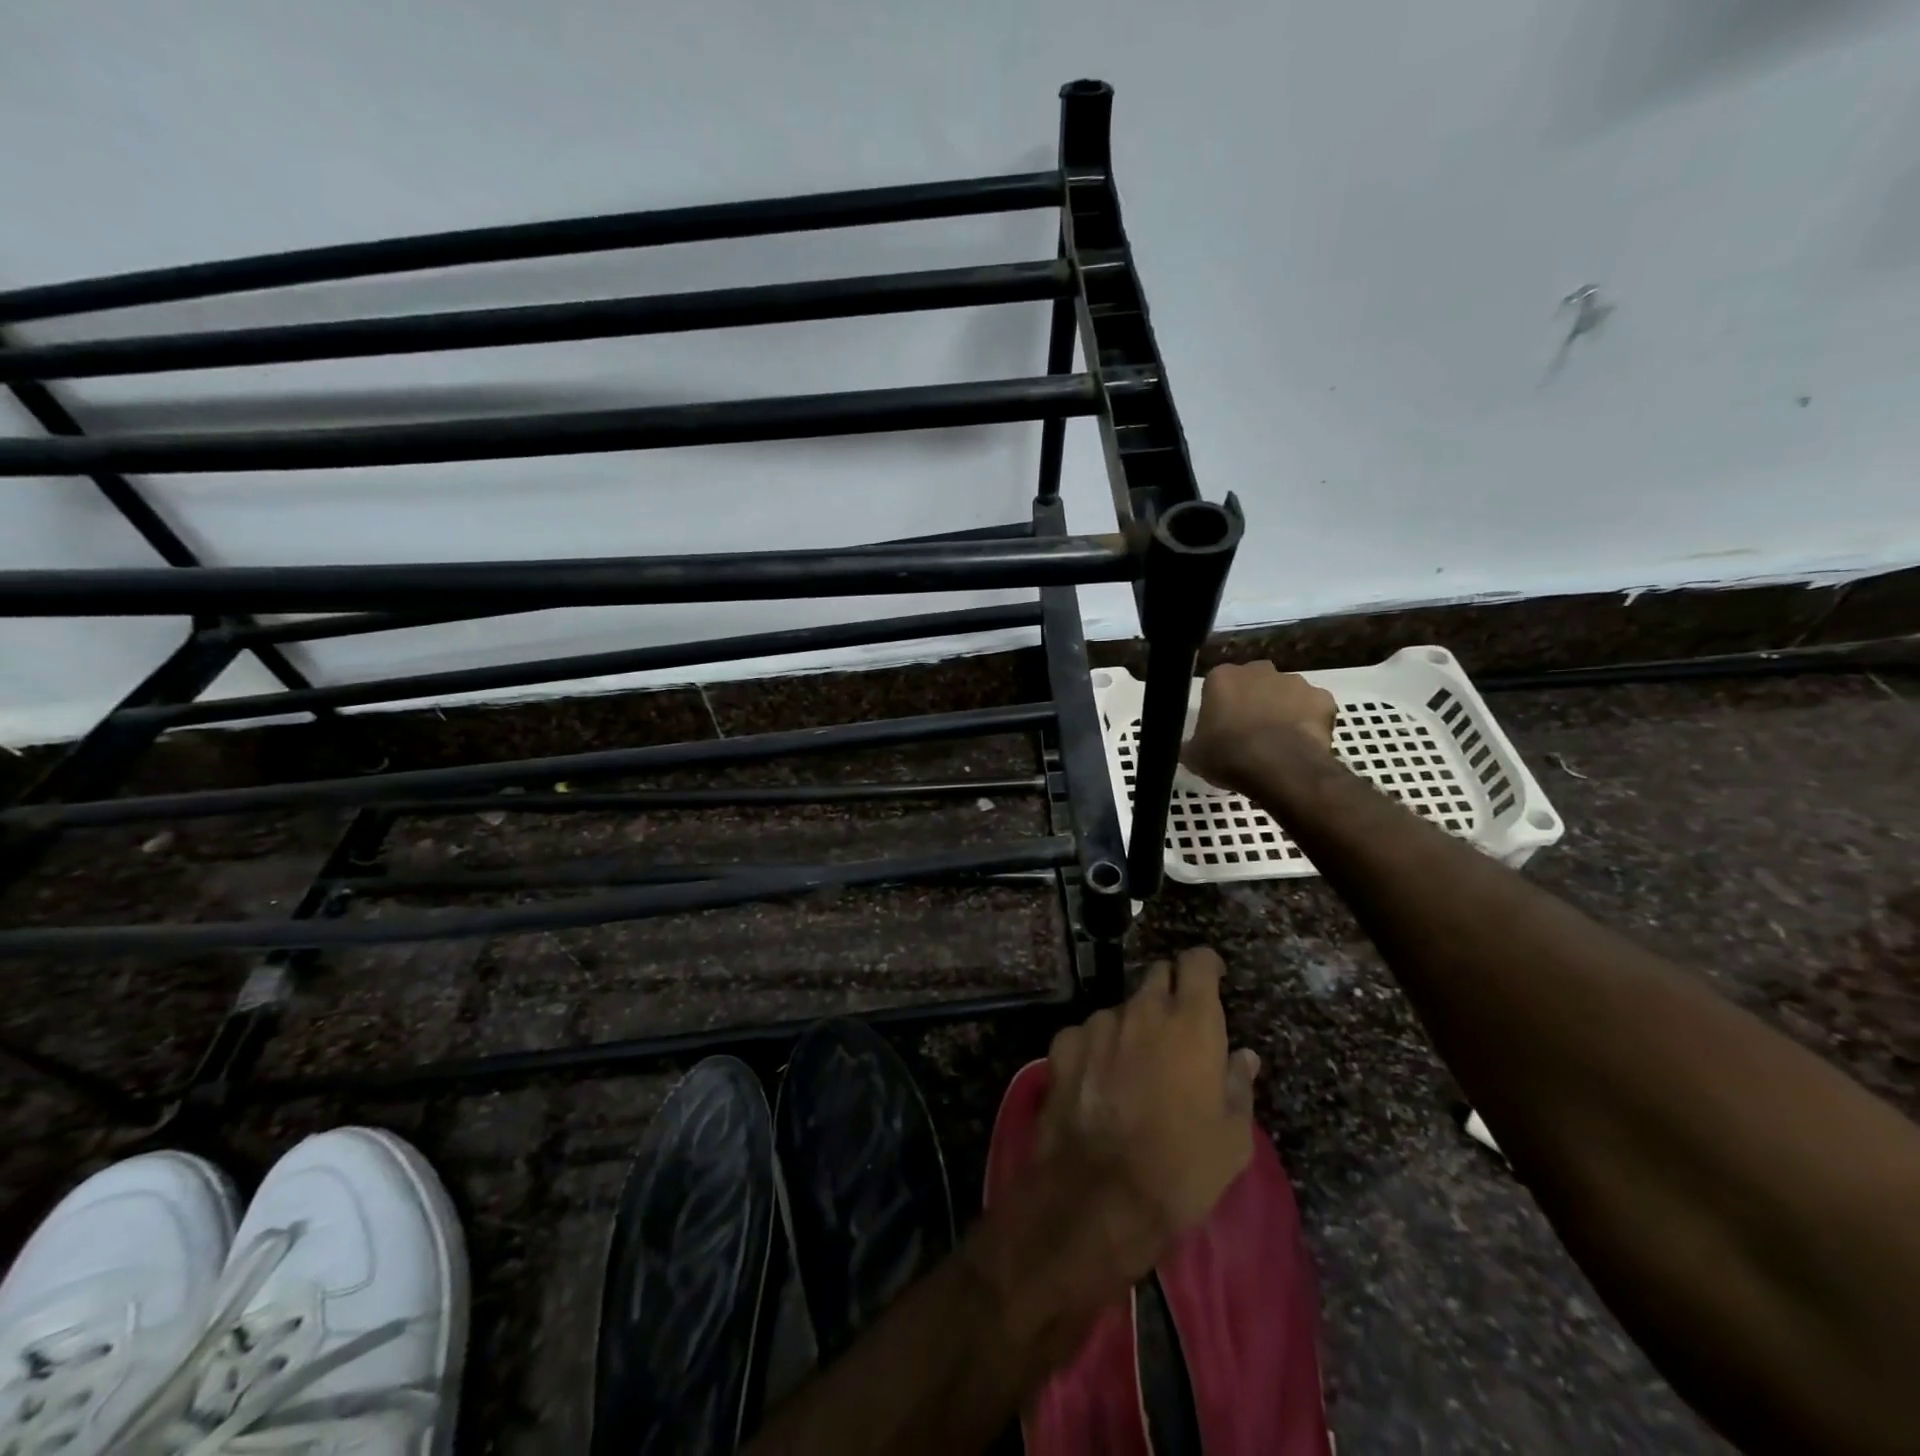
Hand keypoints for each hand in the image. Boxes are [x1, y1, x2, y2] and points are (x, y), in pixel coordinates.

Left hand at [1036, 947, 1259, 1283]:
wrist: (1101, 1195)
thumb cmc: (1182, 1168)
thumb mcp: (1232, 1138)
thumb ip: (1238, 1085)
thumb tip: (1243, 1057)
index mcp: (1190, 1023)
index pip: (1197, 962)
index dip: (1206, 965)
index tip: (1212, 978)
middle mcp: (1142, 1010)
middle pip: (1157, 977)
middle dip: (1169, 994)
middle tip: (1176, 1032)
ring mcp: (1098, 1024)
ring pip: (1121, 1010)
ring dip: (1131, 1028)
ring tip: (1133, 1071)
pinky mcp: (1064, 1043)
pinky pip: (1087, 1033)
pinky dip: (1096, 1048)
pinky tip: (1097, 1084)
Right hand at [1181, 661, 1337, 796]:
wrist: (1280, 768)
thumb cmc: (1229, 756)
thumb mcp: (1194, 755)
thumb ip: (1191, 744)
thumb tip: (1189, 746)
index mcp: (1222, 677)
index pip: (1217, 685)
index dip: (1219, 706)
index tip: (1220, 727)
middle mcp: (1258, 670)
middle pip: (1253, 682)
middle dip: (1252, 700)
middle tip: (1248, 731)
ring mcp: (1294, 681)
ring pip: (1285, 692)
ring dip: (1282, 709)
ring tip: (1278, 741)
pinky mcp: (1322, 698)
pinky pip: (1313, 707)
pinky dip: (1309, 721)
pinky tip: (1302, 742)